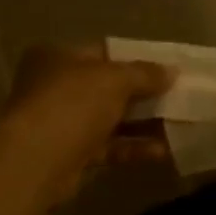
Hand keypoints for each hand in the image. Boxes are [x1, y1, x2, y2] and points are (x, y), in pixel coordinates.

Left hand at [1, 44, 175, 205]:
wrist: (36, 160)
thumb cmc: (71, 104)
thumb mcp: (113, 79)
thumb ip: (144, 74)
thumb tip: (172, 72)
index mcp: (58, 57)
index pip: (103, 53)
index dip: (137, 61)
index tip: (168, 70)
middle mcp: (56, 87)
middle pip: (108, 89)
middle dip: (144, 95)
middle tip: (179, 98)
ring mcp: (62, 123)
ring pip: (110, 120)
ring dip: (143, 124)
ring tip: (178, 125)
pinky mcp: (71, 155)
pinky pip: (109, 148)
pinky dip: (133, 148)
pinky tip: (162, 151)